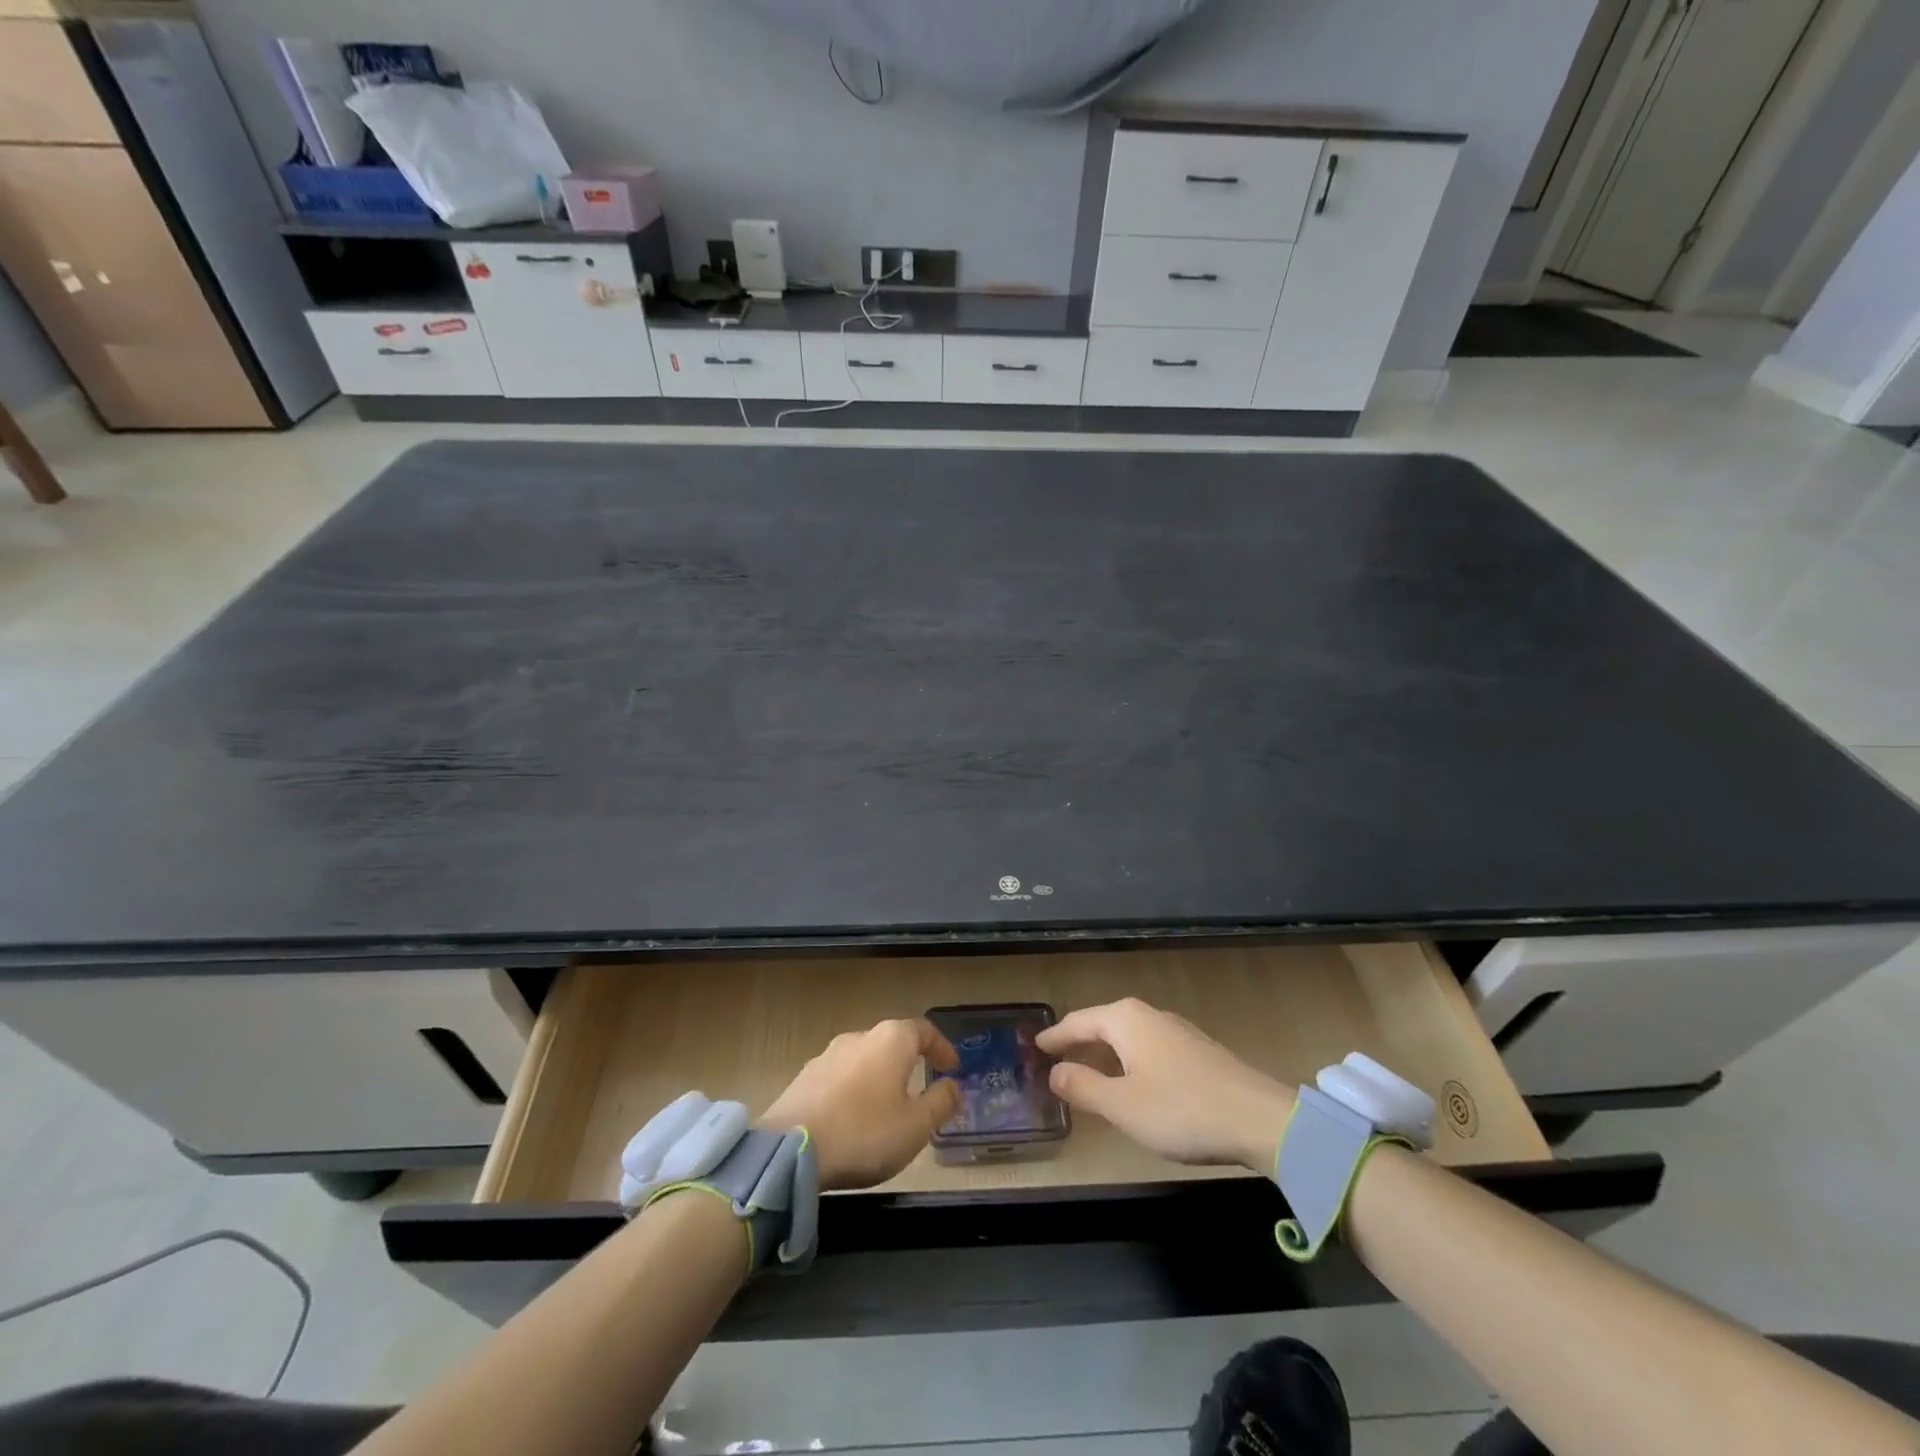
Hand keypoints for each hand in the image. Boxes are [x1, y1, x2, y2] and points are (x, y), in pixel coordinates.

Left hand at [763, 1019, 961, 1189]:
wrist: (789, 1149)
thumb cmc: (864, 1133)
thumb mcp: (915, 1126)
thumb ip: (940, 1103)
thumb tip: (954, 1087)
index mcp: (890, 1040)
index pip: (924, 1030)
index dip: (942, 1048)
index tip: (952, 1068)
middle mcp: (859, 1037)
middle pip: (892, 1042)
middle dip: (909, 1062)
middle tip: (921, 1088)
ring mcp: (827, 1055)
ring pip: (864, 1059)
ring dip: (879, 1077)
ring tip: (886, 1107)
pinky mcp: (805, 1077)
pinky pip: (841, 1077)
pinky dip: (854, 1090)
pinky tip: (853, 1117)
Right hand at [1036, 999, 1294, 1170]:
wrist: (1259, 1120)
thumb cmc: (1181, 1110)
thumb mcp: (1121, 1105)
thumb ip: (1082, 1087)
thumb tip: (1054, 1072)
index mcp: (1125, 1020)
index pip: (1077, 1022)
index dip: (1054, 1037)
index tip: (1033, 1045)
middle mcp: (1148, 1015)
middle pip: (1102, 1025)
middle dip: (1078, 1043)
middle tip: (1053, 1060)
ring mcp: (1176, 1031)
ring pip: (1127, 1038)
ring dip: (1104, 1054)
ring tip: (1086, 1073)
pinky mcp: (1197, 1051)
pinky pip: (1147, 1049)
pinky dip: (1128, 1062)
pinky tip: (1131, 1084)